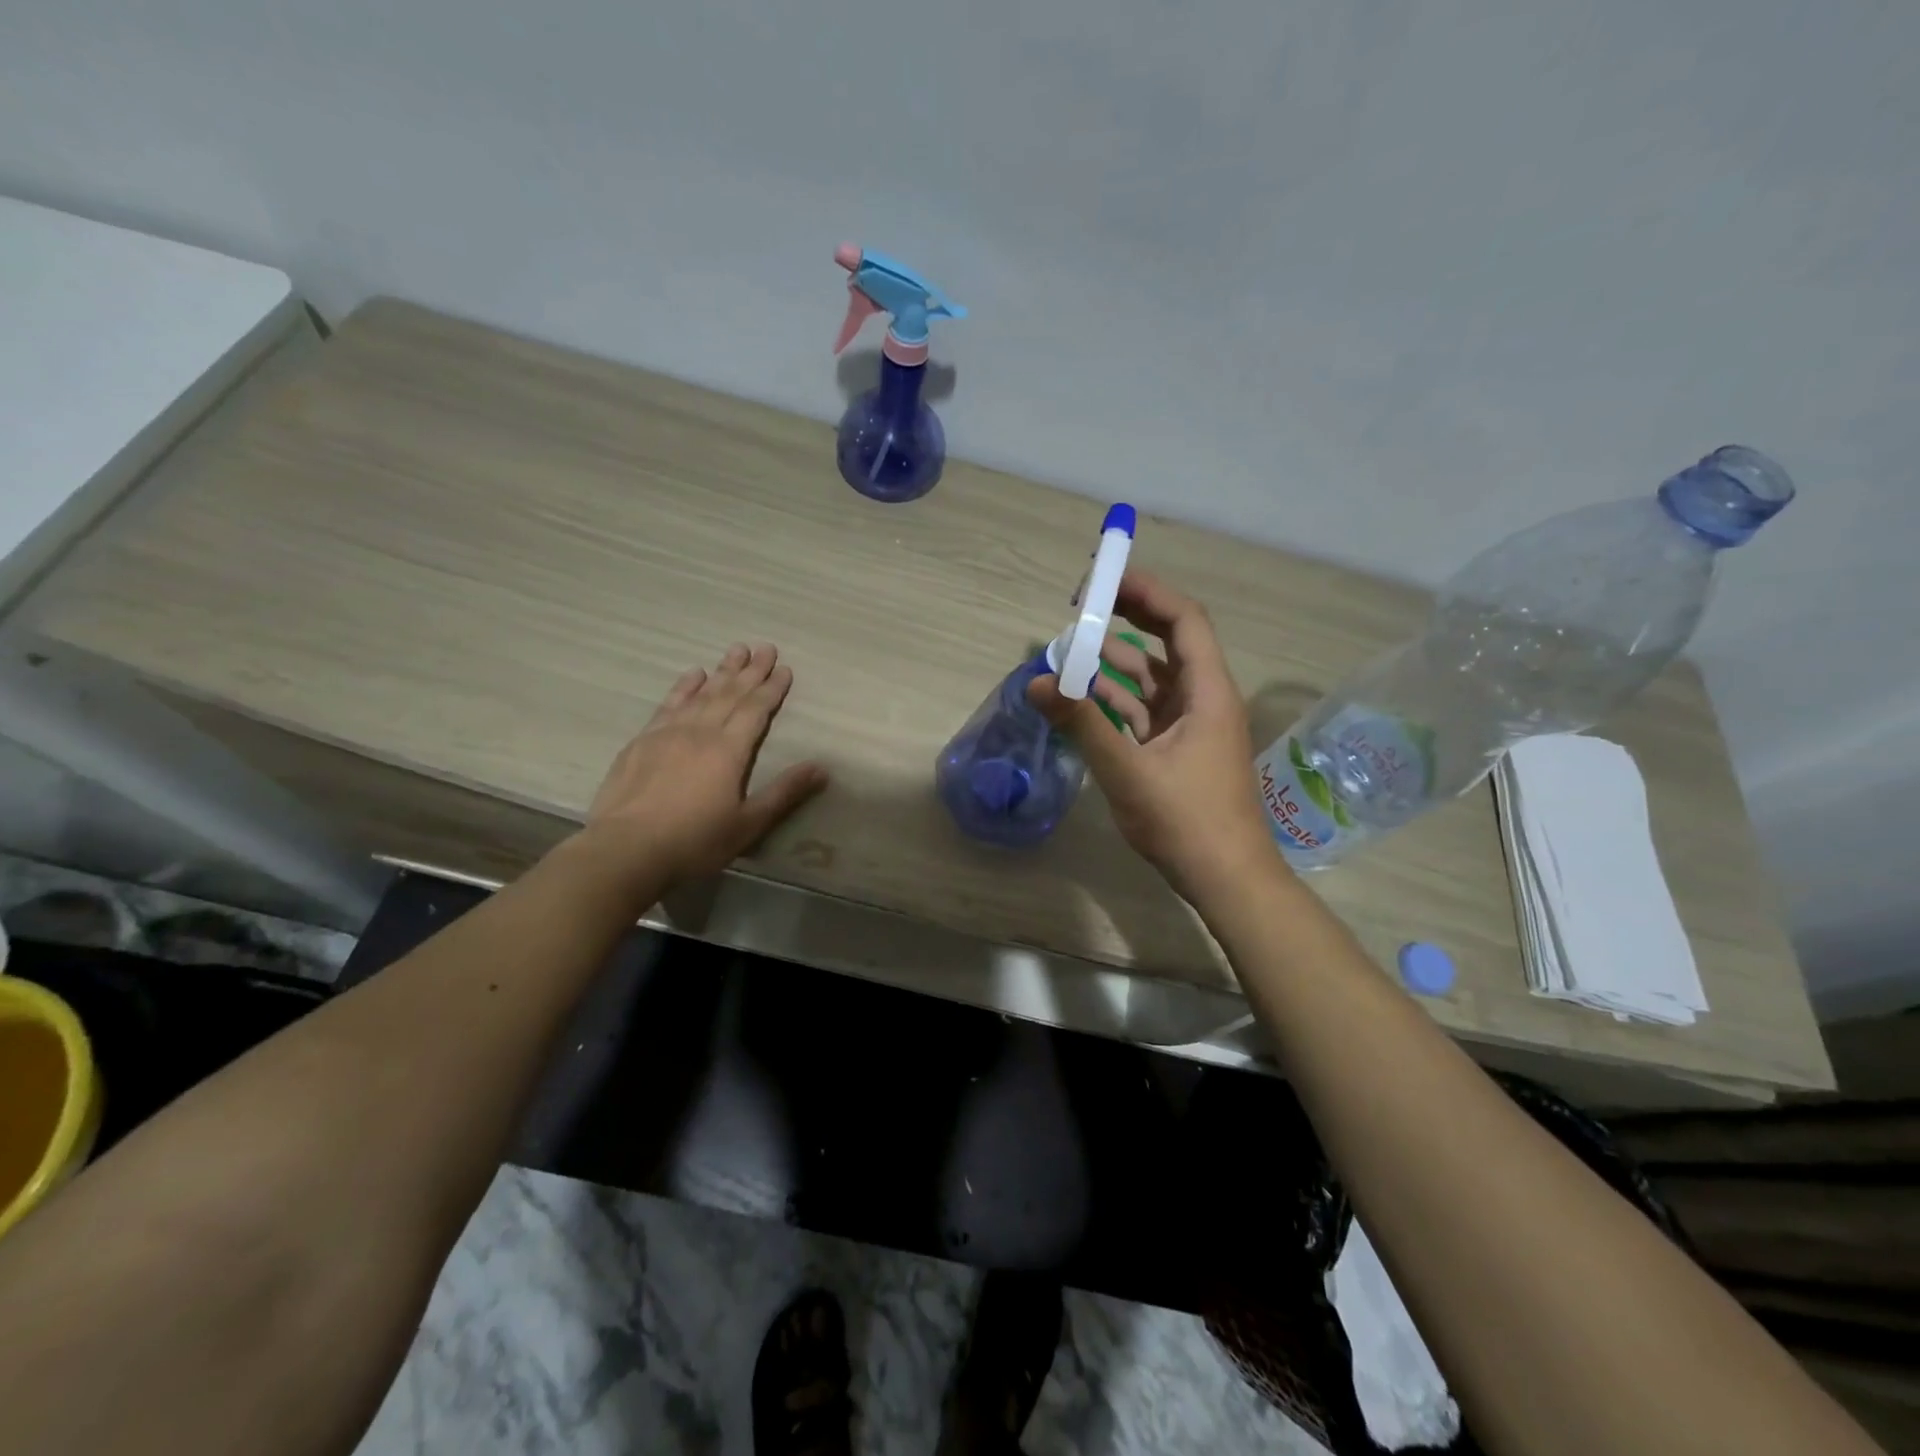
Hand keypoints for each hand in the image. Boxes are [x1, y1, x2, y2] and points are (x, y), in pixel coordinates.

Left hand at [582, 643, 827, 885]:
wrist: (625, 849)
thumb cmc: (694, 841)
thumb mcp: (748, 824)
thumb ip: (784, 793)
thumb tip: (821, 768)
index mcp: (729, 751)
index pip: (756, 710)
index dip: (772, 688)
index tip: (784, 668)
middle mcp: (700, 732)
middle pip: (730, 694)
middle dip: (751, 670)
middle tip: (765, 647)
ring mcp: (667, 733)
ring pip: (701, 693)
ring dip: (721, 671)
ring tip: (736, 650)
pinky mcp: (642, 742)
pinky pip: (669, 704)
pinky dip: (683, 687)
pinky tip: (691, 675)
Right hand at [1027, 571, 1283, 903]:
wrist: (1228, 879)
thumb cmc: (1187, 822)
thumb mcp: (1129, 771)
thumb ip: (1083, 724)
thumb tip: (1037, 682)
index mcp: (1207, 692)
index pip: (1183, 620)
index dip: (1147, 592)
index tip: (1104, 579)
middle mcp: (1203, 698)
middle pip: (1169, 640)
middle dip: (1130, 616)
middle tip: (1086, 602)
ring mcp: (1191, 725)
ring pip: (1153, 677)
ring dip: (1116, 661)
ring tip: (1073, 649)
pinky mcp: (1177, 749)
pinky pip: (1144, 709)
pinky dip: (1116, 698)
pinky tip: (1083, 697)